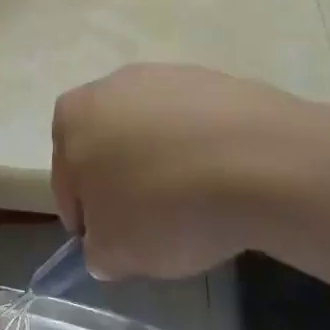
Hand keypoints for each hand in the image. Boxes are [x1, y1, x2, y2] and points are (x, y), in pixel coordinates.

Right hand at [52, 63, 329, 279]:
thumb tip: (108, 244)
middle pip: (109, 148)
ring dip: (163, 165)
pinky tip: (225, 182)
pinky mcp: (218, 80)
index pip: (67, 180)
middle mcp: (113, 85)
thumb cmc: (166, 207)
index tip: (113, 244)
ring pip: (153, 134)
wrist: (262, 163)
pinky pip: (197, 126)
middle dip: (123, 184)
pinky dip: (203, 152)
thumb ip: (98, 250)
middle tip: (151, 226)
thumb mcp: (116, 253)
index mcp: (72, 118)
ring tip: (195, 205)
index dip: (87, 219)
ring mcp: (168, 76)